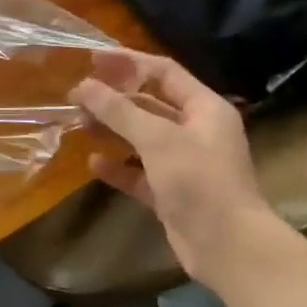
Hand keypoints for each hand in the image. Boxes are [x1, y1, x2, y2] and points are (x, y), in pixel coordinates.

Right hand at [70, 49, 270, 285]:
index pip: (164, 72)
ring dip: (112, 130)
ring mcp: (184, 163)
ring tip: (80, 124)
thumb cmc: (199, 181)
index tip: (92, 58)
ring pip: (142, 137)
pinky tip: (93, 163)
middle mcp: (196, 131)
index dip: (129, 62)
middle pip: (150, 104)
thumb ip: (119, 110)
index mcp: (204, 109)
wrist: (228, 248)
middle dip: (114, 99)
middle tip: (78, 96)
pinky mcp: (171, 192)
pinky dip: (118, 166)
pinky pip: (139, 172)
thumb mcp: (157, 139)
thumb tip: (84, 85)